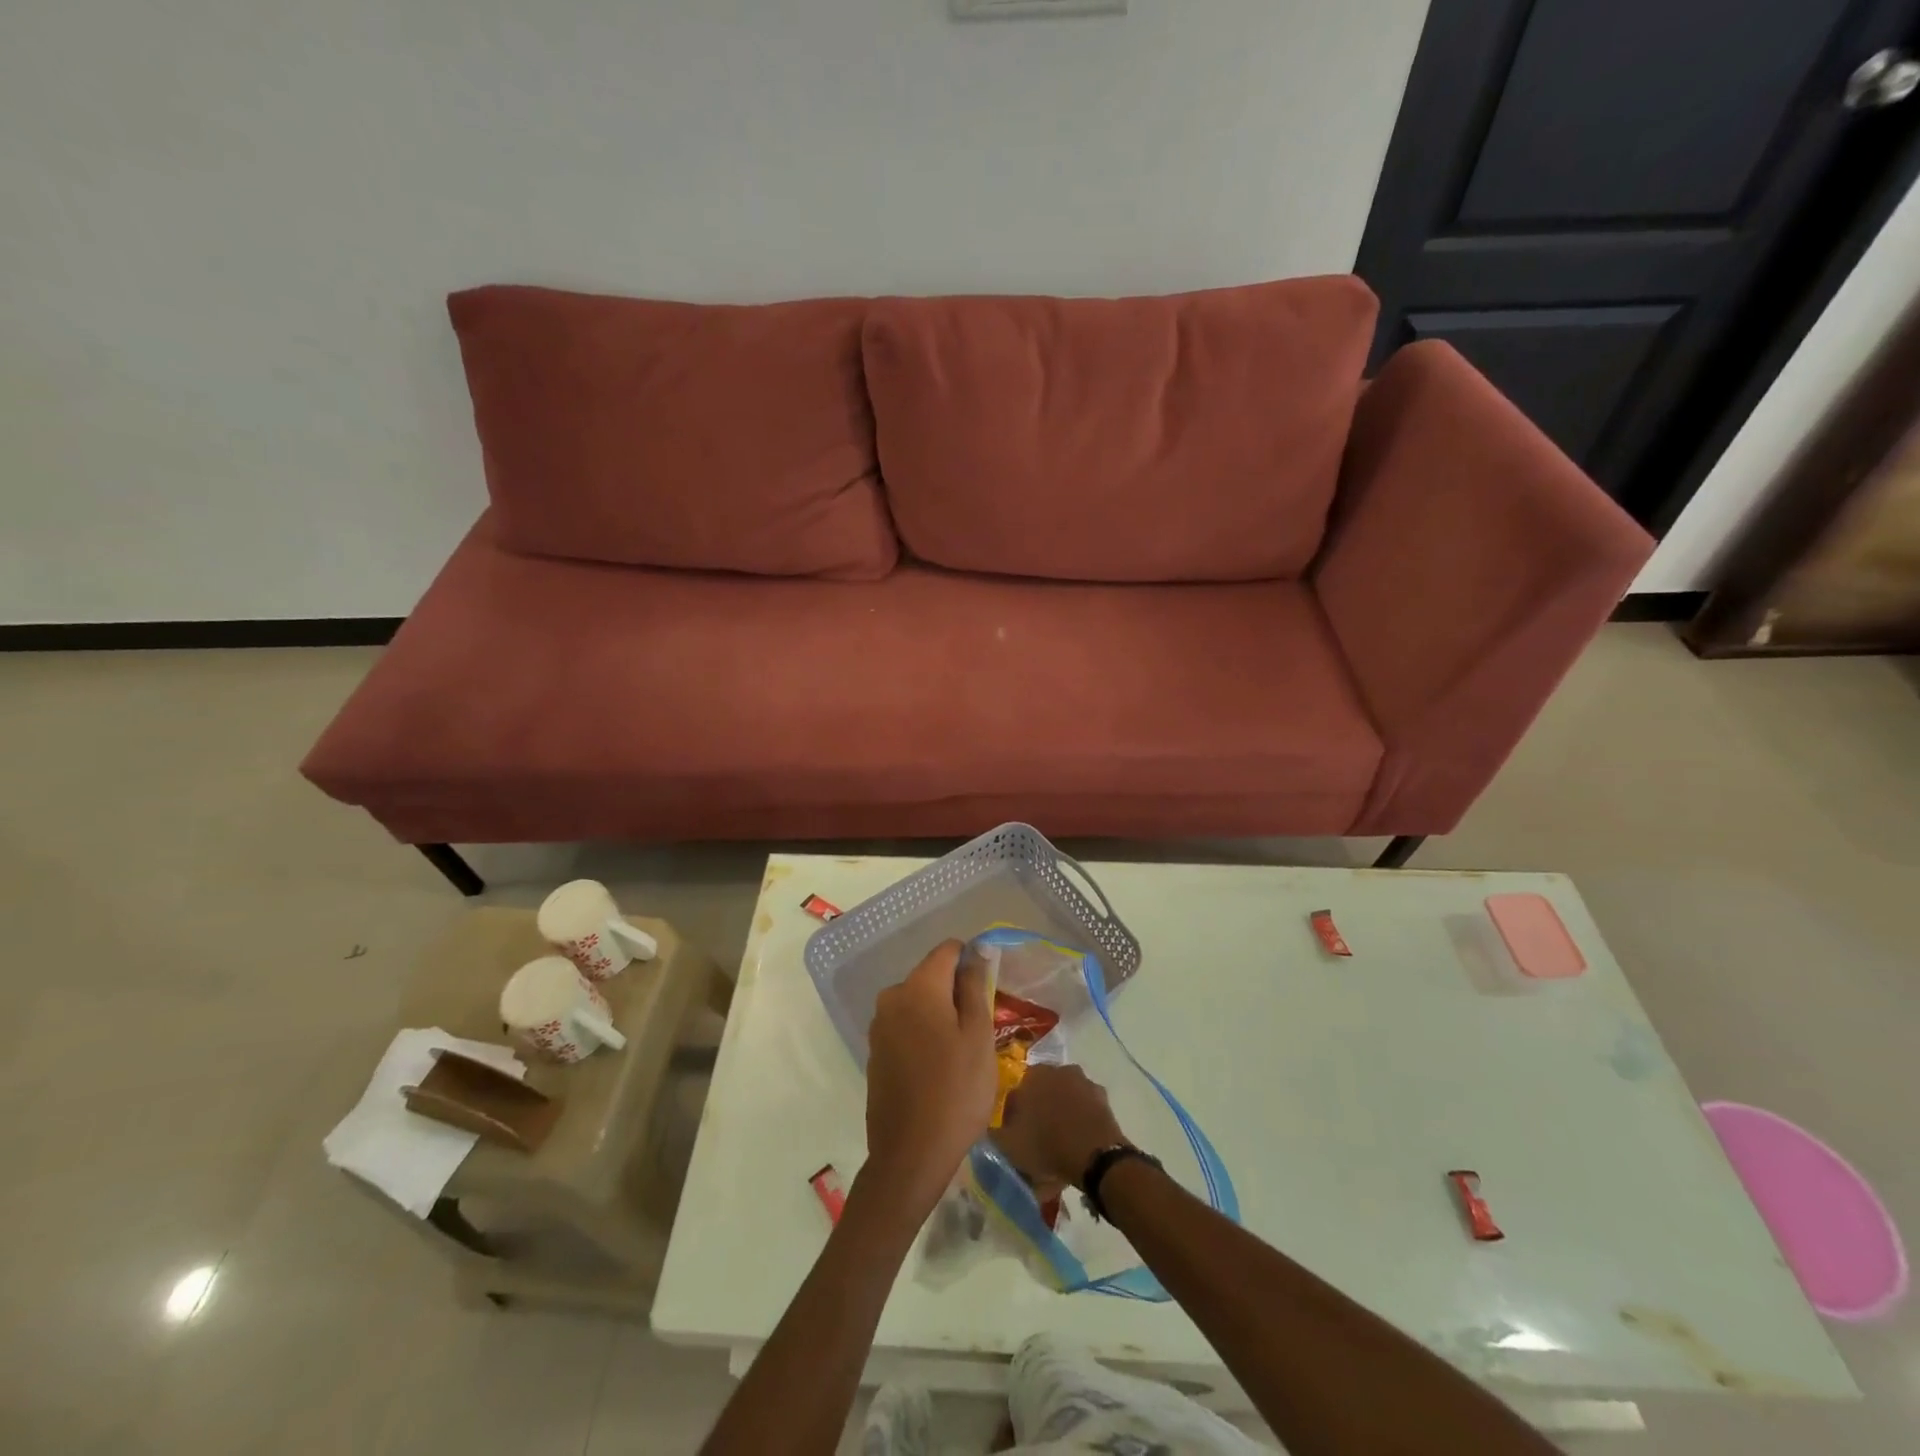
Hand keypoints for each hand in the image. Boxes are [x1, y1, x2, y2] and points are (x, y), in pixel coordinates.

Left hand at [863, 940, 996, 1214]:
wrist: (910, 1155)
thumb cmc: (956, 1091)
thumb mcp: (978, 1036)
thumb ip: (976, 986)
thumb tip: (977, 951)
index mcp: (918, 987)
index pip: (947, 950)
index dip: (971, 961)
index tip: (989, 990)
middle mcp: (892, 997)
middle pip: (931, 977)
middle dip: (956, 992)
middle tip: (981, 1029)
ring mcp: (879, 1026)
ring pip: (918, 1003)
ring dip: (940, 1016)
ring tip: (963, 1052)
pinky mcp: (875, 1053)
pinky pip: (905, 1028)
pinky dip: (923, 1036)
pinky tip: (939, 1069)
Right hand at [990, 1063, 1129, 1197]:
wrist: (1095, 1156)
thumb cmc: (1047, 1146)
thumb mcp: (1009, 1146)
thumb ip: (992, 1135)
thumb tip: (986, 1131)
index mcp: (1032, 1075)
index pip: (1016, 1095)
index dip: (1013, 1119)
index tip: (1015, 1139)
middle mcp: (1058, 1069)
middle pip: (1042, 1094)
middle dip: (1038, 1113)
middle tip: (1037, 1141)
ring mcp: (1083, 1081)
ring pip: (1064, 1099)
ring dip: (1060, 1115)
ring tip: (1059, 1144)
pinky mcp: (1103, 1098)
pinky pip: (1084, 1109)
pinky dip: (1080, 1121)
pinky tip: (1078, 1143)